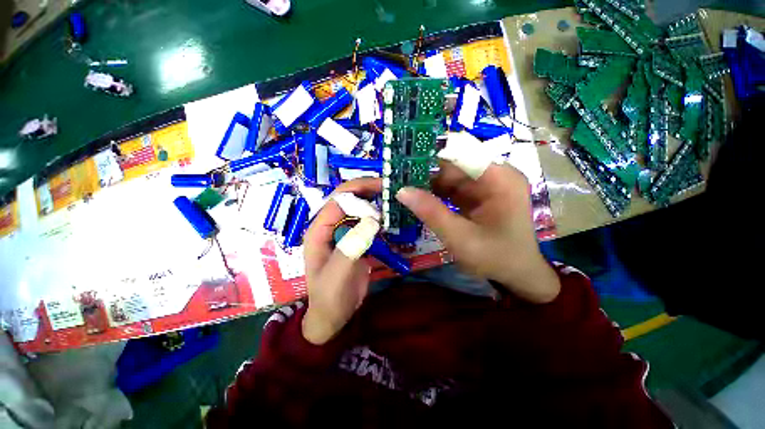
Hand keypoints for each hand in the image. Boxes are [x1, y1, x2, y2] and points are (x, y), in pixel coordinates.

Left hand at [302, 178, 381, 344]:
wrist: (333, 316)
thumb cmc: (330, 297)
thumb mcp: (337, 275)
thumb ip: (351, 248)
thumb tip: (373, 220)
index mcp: (319, 230)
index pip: (338, 200)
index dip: (359, 191)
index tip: (382, 189)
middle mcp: (330, 227)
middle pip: (348, 200)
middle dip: (368, 191)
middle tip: (391, 188)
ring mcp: (343, 233)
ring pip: (359, 209)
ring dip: (375, 202)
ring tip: (394, 199)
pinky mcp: (355, 240)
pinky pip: (366, 223)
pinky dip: (378, 218)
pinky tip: (391, 217)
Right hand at [396, 162, 559, 302]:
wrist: (518, 277)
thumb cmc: (496, 258)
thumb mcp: (460, 237)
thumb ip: (431, 212)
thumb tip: (401, 190)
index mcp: (500, 179)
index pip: (461, 155)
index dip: (432, 156)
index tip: (404, 161)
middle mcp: (495, 176)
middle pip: (455, 166)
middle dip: (427, 173)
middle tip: (398, 178)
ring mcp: (487, 187)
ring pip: (452, 179)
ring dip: (429, 185)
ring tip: (403, 187)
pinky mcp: (480, 198)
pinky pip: (454, 190)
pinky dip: (437, 195)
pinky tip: (419, 199)